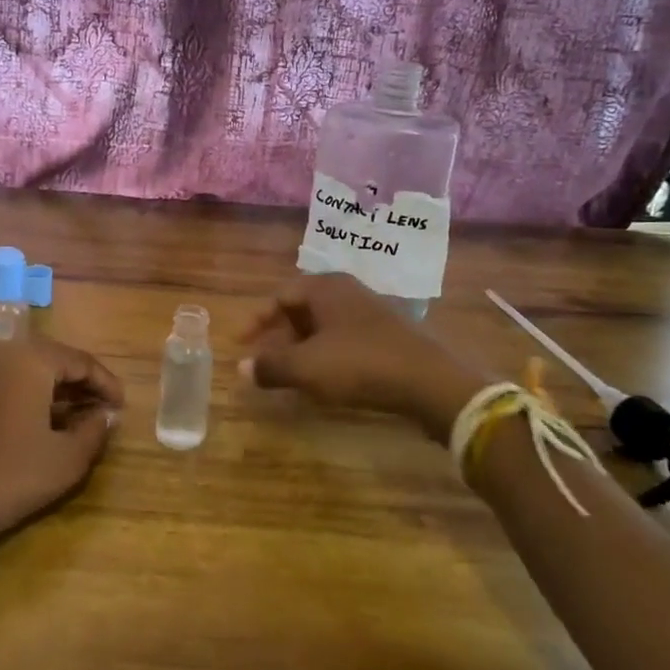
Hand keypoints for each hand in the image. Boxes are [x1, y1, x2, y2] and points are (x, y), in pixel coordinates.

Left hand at [0, 336, 123, 548]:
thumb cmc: (11, 475)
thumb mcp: (67, 458)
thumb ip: (95, 431)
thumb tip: (106, 416)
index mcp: (31, 358)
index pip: (81, 361)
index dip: (107, 383)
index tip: (123, 407)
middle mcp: (4, 354)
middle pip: (56, 360)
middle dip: (83, 384)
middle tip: (105, 411)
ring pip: (33, 371)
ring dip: (59, 391)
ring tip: (82, 419)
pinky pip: (11, 382)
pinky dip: (35, 397)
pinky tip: (47, 424)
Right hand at [239, 273, 486, 442]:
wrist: (430, 382)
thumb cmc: (360, 365)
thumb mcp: (307, 368)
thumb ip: (271, 366)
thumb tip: (241, 368)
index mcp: (324, 287)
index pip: (279, 296)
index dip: (256, 321)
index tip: (239, 344)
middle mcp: (346, 291)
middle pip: (301, 308)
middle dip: (278, 335)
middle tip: (263, 359)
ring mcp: (370, 311)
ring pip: (323, 325)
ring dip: (302, 346)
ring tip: (289, 372)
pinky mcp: (387, 333)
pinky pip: (344, 337)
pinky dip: (325, 353)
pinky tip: (324, 378)